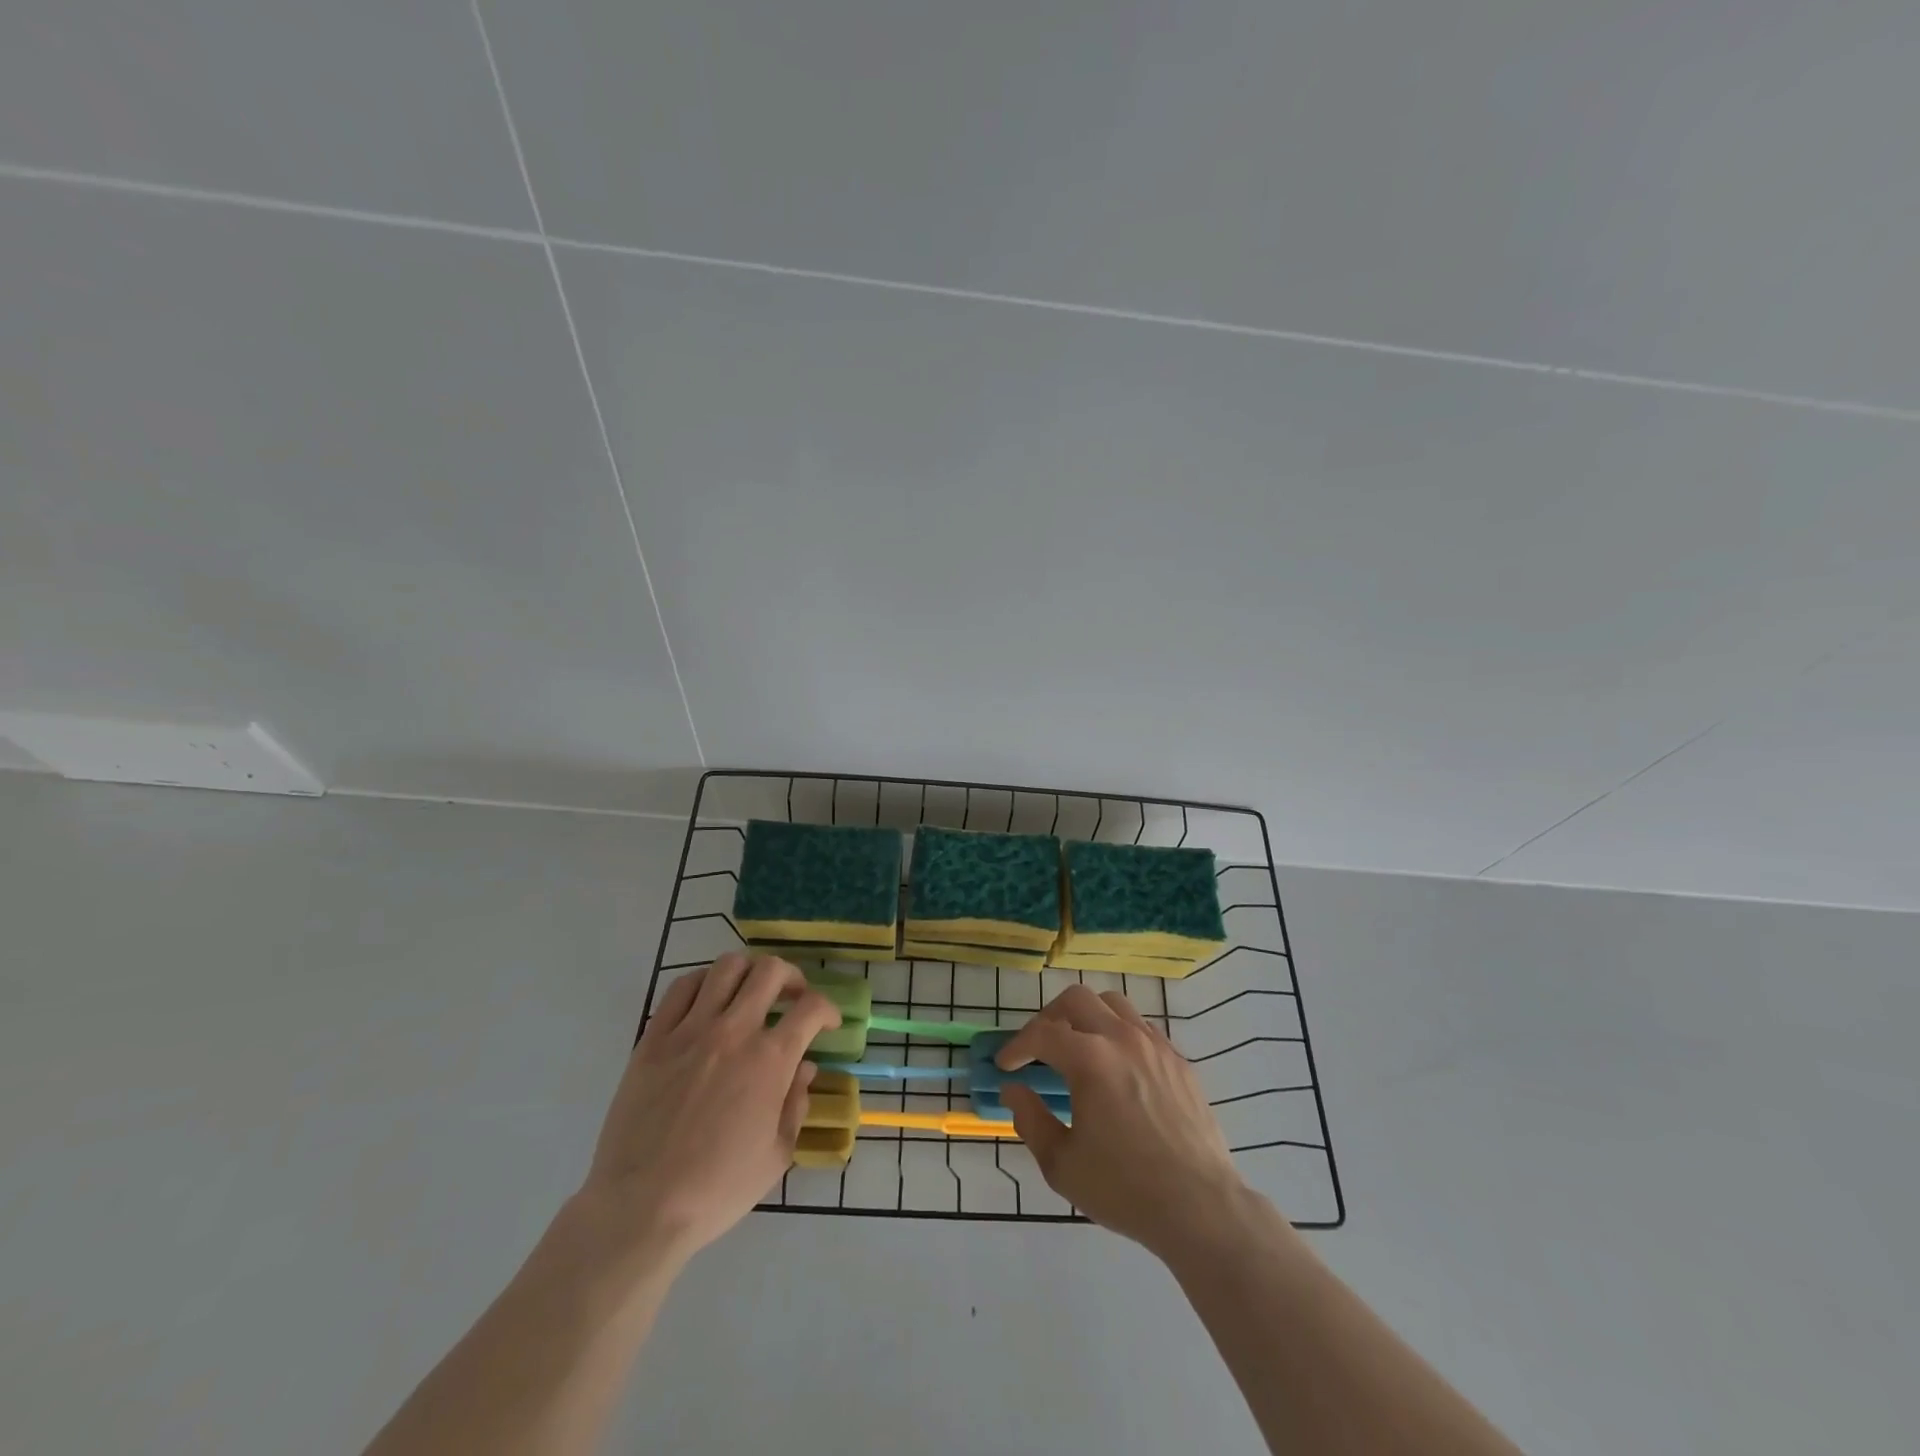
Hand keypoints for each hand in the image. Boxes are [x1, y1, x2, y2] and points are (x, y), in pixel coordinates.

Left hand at [578, 953, 839, 1269]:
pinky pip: (681, 987)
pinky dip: (703, 982)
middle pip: (771, 971)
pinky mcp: (654, 1037)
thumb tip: (804, 1069)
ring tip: (750, 992)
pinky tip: (709, 1000)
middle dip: (792, 977)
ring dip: (749, 972)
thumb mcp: (776, 1155)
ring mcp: (691, 1029)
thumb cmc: (716, 1189)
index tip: (828, 1024)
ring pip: (727, 967)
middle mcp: (734, 1031)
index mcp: (770, 1060)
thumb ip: (796, 1104)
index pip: (812, 1007)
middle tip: (792, 998)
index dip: (828, 1009)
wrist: (640, 1207)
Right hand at [997, 984, 1247, 1257]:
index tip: (1005, 1066)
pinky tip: (1117, 1067)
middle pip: (1076, 999)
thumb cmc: (1124, 1188)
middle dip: (1049, 1017)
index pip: (1041, 1034)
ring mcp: (1155, 1045)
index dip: (1017, 1046)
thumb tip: (1013, 1090)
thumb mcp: (1062, 1164)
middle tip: (1039, 1048)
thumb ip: (1030, 1119)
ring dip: (1087, 1017)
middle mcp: (1122, 1038)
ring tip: (1078, 1048)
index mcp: (1090, 1059)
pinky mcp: (1179, 1061)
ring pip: (1113, 1004)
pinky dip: (1119, 1034)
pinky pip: (1142, 1028)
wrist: (1200, 1207)